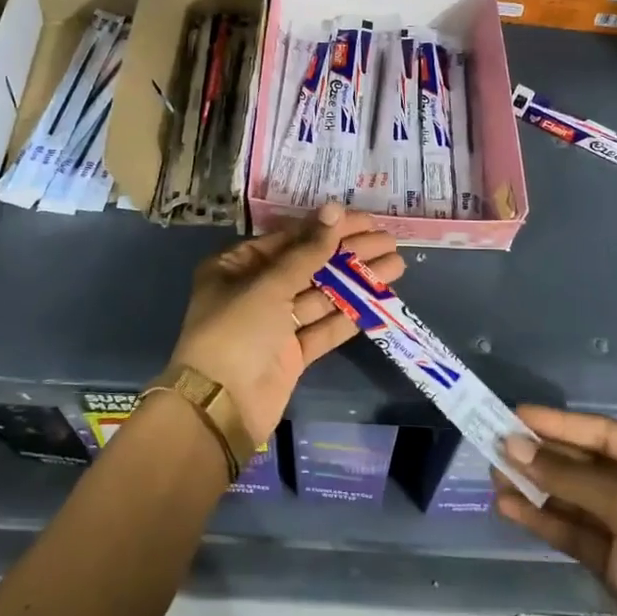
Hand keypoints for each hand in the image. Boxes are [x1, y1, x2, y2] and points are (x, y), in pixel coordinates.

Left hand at [169, 203, 402, 442]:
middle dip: (349, 253)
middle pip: (309, 266)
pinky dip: (350, 315)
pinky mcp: (292, 354)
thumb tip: (333, 209)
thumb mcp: (269, 284)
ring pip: (321, 296)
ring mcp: (274, 325)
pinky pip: (324, 327)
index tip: (365, 220)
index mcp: (236, 267)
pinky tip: (380, 300)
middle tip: (389, 241)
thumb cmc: (236, 331)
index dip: (327, 228)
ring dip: (356, 281)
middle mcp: (254, 291)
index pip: (289, 239)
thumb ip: (307, 251)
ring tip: (396, 265)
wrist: (220, 406)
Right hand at [495, 407, 616, 615]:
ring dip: (537, 488)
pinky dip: (543, 520)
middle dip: (544, 457)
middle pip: (588, 466)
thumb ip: (572, 479)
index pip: (608, 435)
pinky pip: (574, 533)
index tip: (516, 415)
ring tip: (494, 476)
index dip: (562, 424)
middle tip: (495, 445)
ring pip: (576, 500)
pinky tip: (509, 508)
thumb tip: (514, 446)